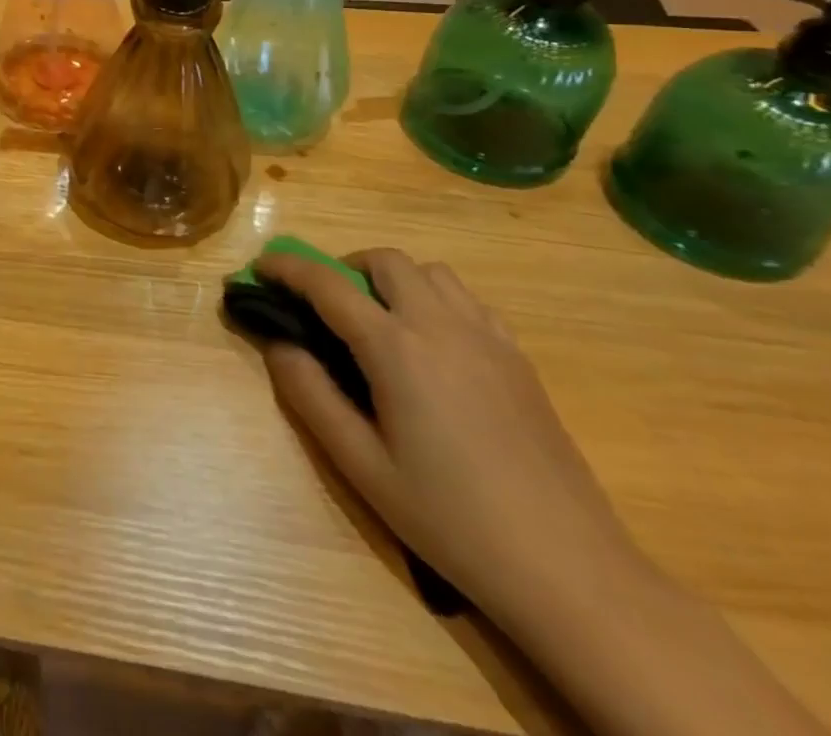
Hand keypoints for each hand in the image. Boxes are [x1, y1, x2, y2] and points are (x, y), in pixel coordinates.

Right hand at [258, 248, 652, 633]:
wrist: (570, 570)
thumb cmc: (451, 519)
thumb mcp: (361, 466)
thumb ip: (310, 394)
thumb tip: (277, 343)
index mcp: (396, 348)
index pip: (327, 285)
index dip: (287, 268)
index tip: (260, 267)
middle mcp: (441, 326)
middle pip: (385, 261)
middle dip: (344, 267)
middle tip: (325, 304)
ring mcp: (488, 338)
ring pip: (431, 272)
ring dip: (393, 279)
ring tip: (379, 322)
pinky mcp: (518, 359)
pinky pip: (468, 301)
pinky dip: (435, 299)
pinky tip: (431, 346)